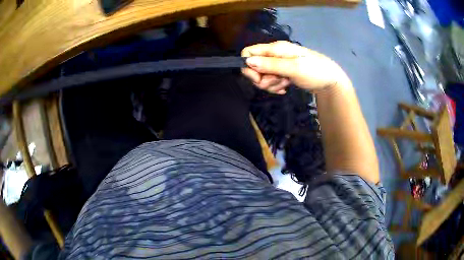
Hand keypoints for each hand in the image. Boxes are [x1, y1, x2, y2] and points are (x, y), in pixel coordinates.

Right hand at [241, 41, 348, 93]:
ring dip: (271, 84)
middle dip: (262, 78)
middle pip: (254, 66)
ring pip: (262, 76)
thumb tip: (247, 61)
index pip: (249, 52)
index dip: (248, 66)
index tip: (257, 78)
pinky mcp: (282, 73)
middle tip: (277, 81)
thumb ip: (271, 65)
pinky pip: (271, 81)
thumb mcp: (294, 68)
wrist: (330, 81)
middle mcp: (274, 55)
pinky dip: (276, 86)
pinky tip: (285, 88)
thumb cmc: (315, 71)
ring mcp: (278, 64)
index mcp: (276, 48)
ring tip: (285, 84)